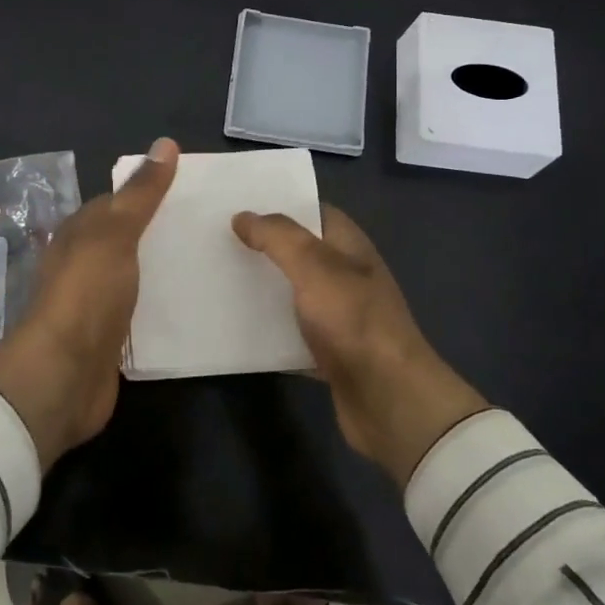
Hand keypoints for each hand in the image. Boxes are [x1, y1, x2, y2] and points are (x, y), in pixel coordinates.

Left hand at [0, 137, 178, 468]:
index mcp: (79, 234)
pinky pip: (139, 313)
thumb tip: (166, 142)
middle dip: (158, 234)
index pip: (115, 203)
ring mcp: (94, 303)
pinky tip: (189, 305)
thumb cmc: (87, 292)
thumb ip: (142, 193)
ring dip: (160, 270)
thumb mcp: (116, 232)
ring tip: (208, 263)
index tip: (190, 192)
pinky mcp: (109, 338)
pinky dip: (159, 305)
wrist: (64, 374)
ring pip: (132, 276)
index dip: (147, 194)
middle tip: (208, 229)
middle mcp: (83, 264)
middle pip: (125, 240)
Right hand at [233, 205, 488, 484]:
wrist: (389, 400)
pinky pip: (289, 334)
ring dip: (261, 289)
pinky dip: (266, 331)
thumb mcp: (315, 267)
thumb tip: (243, 216)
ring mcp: (338, 317)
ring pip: (291, 293)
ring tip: (215, 278)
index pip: (313, 212)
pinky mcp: (328, 353)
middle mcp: (345, 277)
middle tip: (216, 240)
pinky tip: (233, 328)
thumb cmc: (354, 321)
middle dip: (262, 246)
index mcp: (349, 247)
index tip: (237, 203)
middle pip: (298, 253)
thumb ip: (278, 237)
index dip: (279, 205)